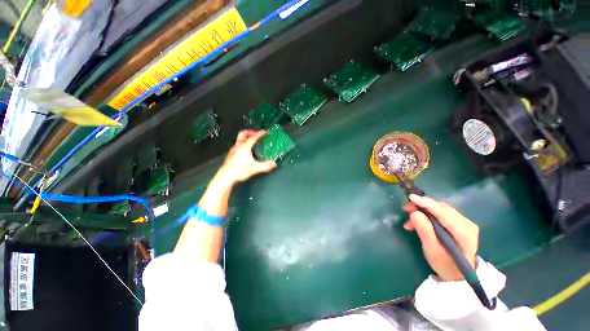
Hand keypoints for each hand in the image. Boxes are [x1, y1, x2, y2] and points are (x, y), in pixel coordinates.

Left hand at [219, 130, 276, 183]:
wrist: (226, 176)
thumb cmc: (239, 171)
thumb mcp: (255, 168)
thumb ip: (266, 166)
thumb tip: (273, 163)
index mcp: (244, 147)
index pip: (253, 137)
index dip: (260, 134)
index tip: (264, 132)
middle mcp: (238, 146)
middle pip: (243, 134)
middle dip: (250, 132)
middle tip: (256, 133)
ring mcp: (233, 150)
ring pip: (239, 139)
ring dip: (246, 138)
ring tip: (252, 141)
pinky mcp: (231, 155)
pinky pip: (237, 145)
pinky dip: (243, 144)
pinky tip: (246, 150)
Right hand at [403, 194, 478, 280]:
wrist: (457, 274)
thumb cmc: (444, 264)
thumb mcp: (432, 250)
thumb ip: (424, 230)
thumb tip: (414, 213)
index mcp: (464, 232)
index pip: (444, 212)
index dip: (426, 203)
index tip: (411, 197)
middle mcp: (466, 223)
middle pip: (441, 208)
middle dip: (422, 206)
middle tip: (405, 209)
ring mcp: (464, 222)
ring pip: (440, 209)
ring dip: (423, 211)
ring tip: (409, 220)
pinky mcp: (458, 223)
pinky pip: (440, 213)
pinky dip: (427, 215)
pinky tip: (418, 222)